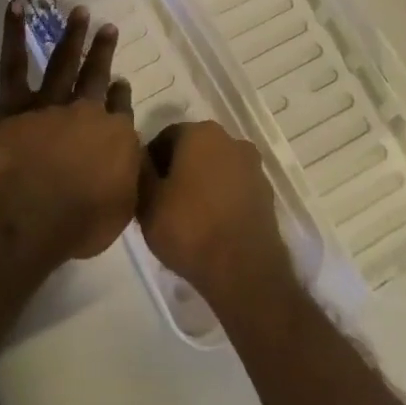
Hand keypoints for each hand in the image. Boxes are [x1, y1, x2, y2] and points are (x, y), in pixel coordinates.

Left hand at [0, 0, 141, 260]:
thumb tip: (131, 163)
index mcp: (114, 136)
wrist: (32, 213)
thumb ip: (127, 180)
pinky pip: (14, 63)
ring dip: (72, 36)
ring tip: (79, 11)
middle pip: (97, 77)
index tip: (120, 83)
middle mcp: (87, 111)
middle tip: (108, 27)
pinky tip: (16, 6)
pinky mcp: (15, 104)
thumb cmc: (79, 222)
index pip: (120, 109)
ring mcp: (50, 103)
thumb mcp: (121, 208)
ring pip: (64, 62)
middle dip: (103, 52)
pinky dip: (13, 33)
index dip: (120, 95)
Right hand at [138, 120, 294, 304]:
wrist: (243, 271)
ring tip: (187, 218)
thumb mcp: (147, 202)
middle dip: (177, 170)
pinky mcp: (265, 194)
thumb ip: (140, 171)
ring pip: (216, 169)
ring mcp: (252, 167)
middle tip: (162, 203)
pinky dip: (221, 199)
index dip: (151, 162)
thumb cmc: (189, 229)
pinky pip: (234, 188)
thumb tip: (140, 155)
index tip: (144, 188)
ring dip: (201, 184)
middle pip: (193, 150)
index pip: (166, 137)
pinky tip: (210, 226)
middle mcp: (230, 140)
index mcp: (200, 133)